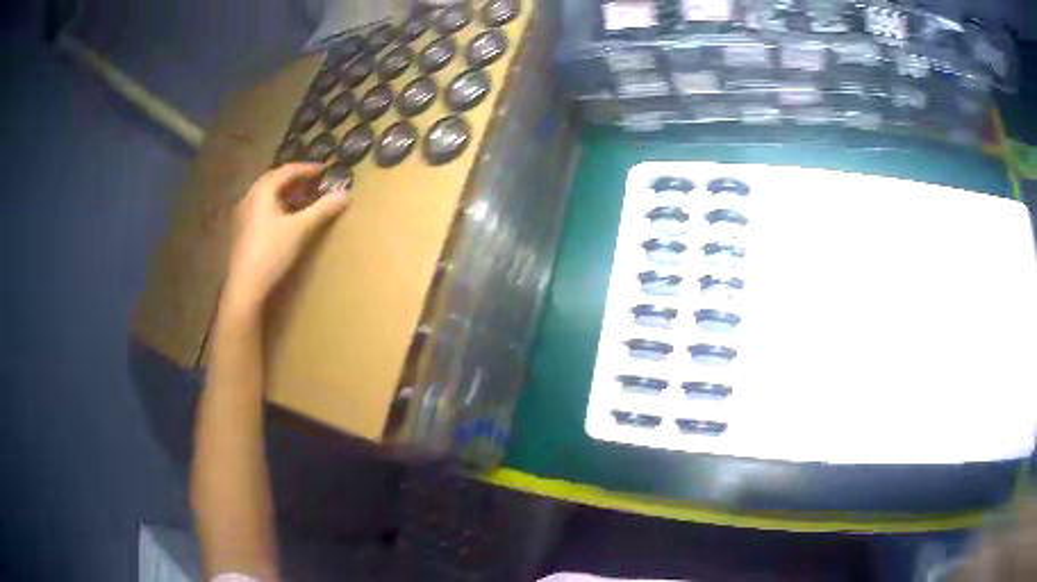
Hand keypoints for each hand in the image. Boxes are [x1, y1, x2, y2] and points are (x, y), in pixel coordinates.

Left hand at [222, 163, 350, 313]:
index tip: (325, 170)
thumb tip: (346, 194)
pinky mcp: (242, 231)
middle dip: (296, 180)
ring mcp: (243, 214)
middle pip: (275, 180)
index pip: (287, 170)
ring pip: (267, 195)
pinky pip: (262, 209)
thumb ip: (323, 209)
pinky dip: (277, 206)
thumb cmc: (272, 252)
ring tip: (303, 200)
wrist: (246, 285)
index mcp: (263, 191)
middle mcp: (250, 197)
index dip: (307, 168)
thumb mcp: (301, 229)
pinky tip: (286, 219)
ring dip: (286, 194)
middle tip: (314, 183)